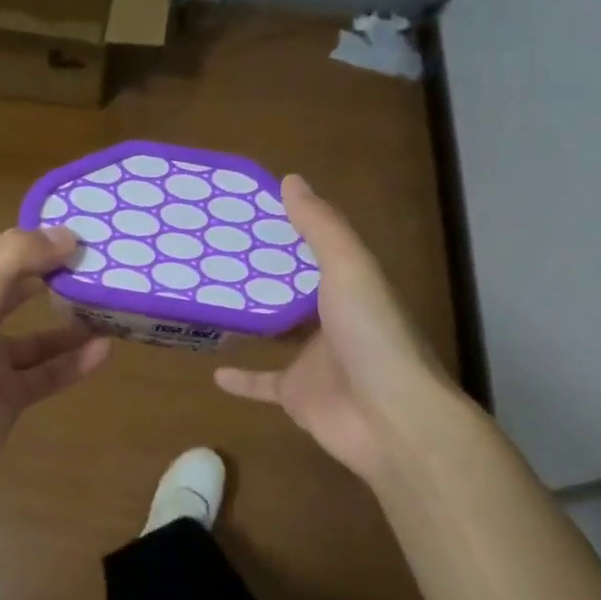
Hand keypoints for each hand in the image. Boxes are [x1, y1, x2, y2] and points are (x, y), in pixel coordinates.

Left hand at [0, 226, 111, 486]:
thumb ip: (17, 258)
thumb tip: (67, 235)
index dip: (33, 241)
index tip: (78, 235)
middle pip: (17, 292)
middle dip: (53, 278)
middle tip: (98, 267)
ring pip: (37, 337)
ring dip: (70, 324)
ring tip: (109, 309)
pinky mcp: (7, 398)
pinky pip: (46, 375)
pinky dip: (73, 363)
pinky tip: (104, 351)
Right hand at [215, 176, 455, 487]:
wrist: (391, 419)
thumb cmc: (372, 336)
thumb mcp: (350, 268)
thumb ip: (321, 227)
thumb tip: (290, 180)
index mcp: (351, 286)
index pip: (317, 250)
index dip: (288, 230)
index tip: (249, 211)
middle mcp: (333, 319)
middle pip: (292, 291)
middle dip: (262, 274)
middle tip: (215, 252)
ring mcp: (314, 359)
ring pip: (275, 334)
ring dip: (250, 320)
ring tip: (209, 300)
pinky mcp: (296, 394)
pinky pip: (262, 382)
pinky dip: (240, 378)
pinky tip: (212, 371)